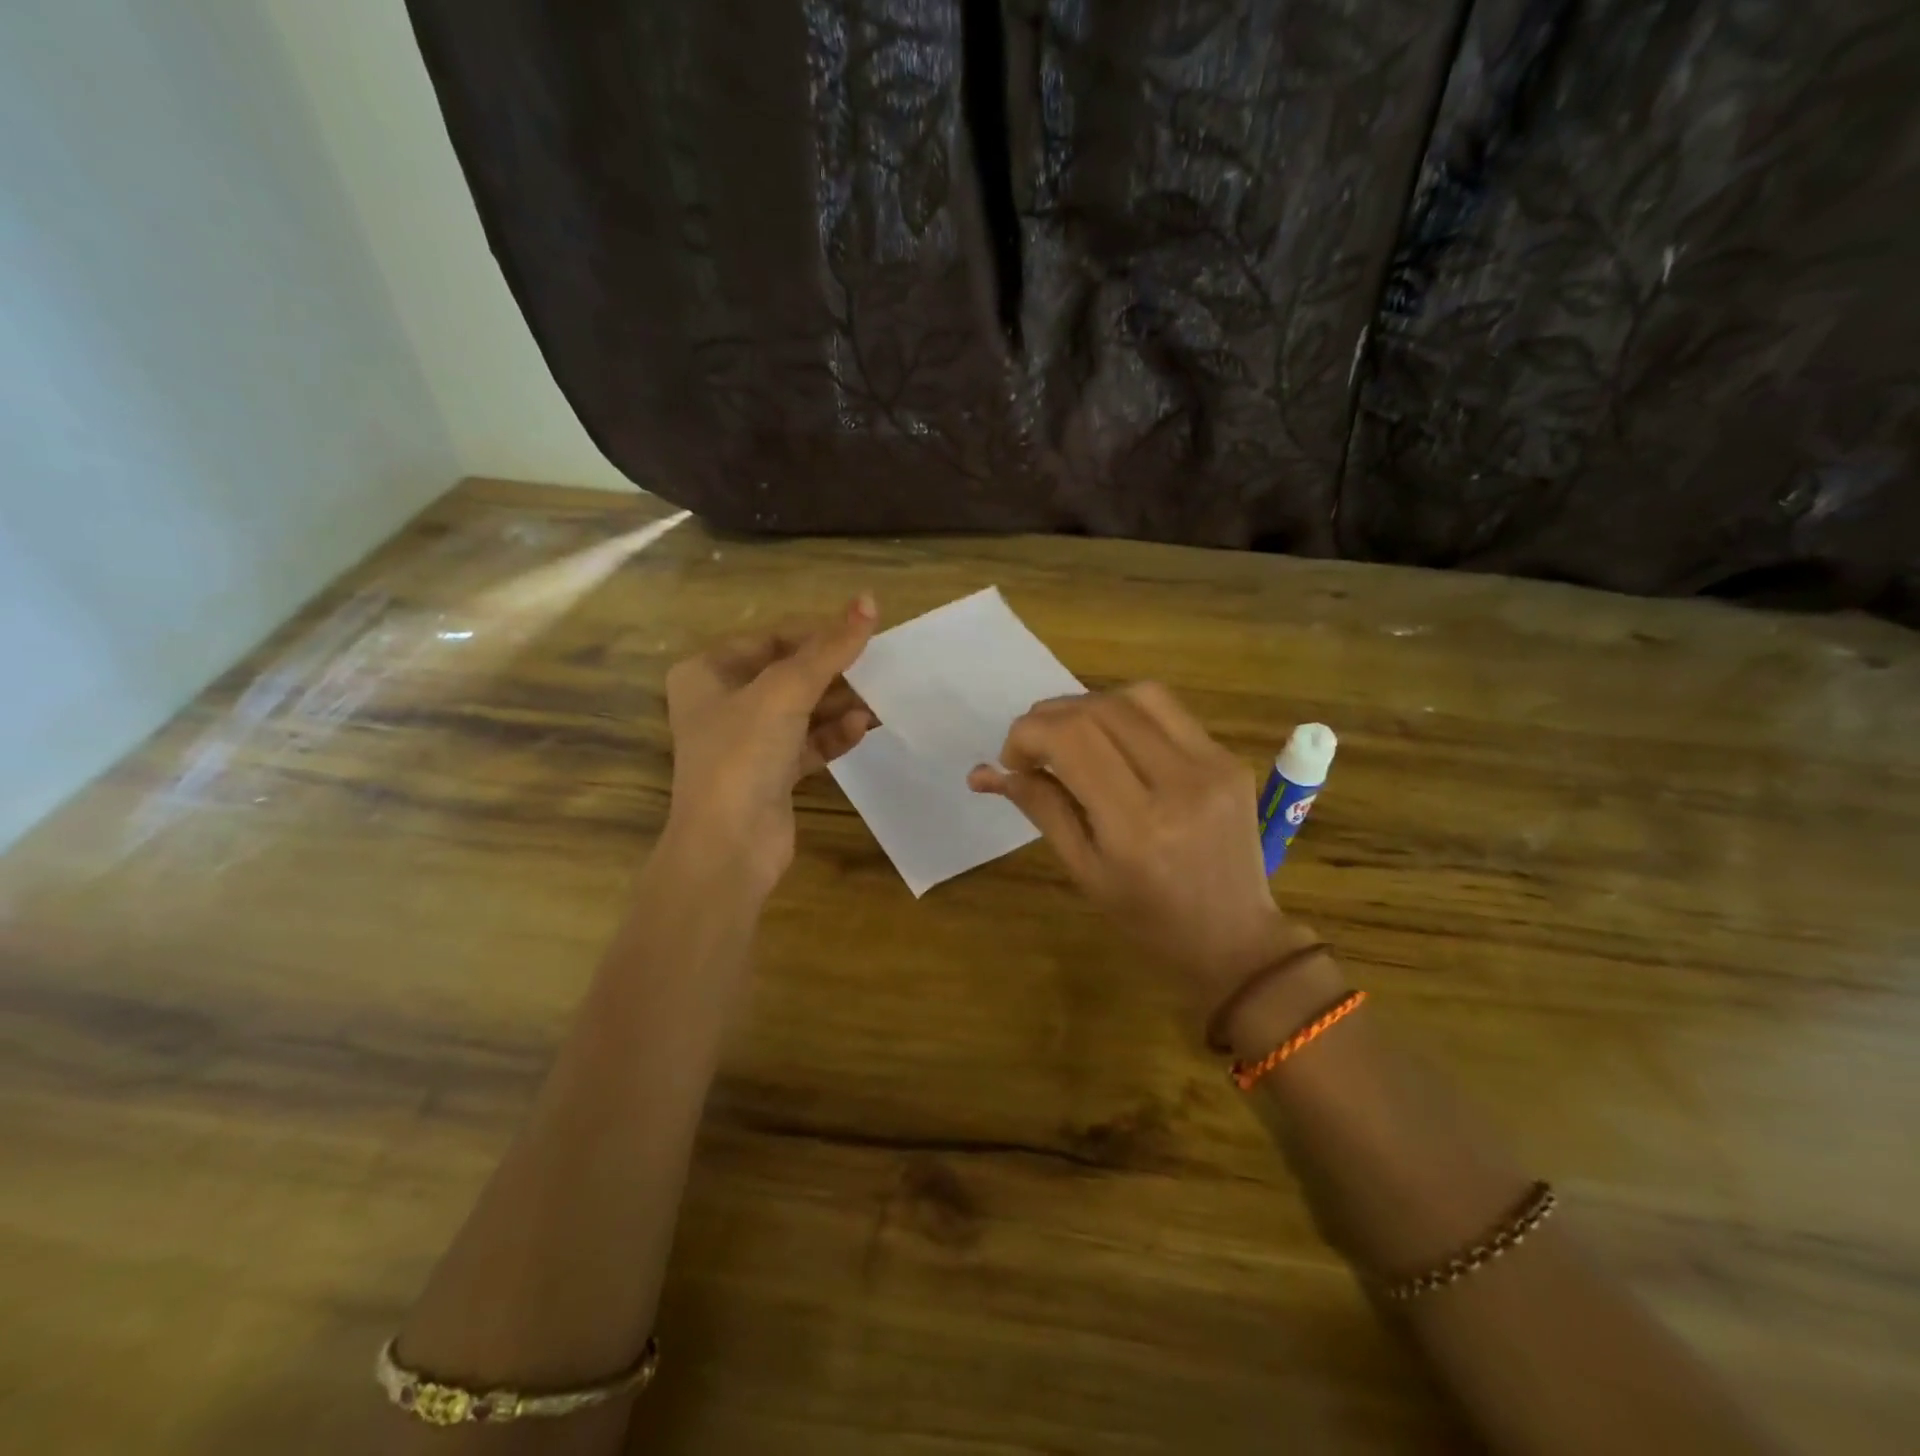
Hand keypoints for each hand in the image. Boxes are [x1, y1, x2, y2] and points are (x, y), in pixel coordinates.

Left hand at [663, 595, 878, 893]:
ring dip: (839, 704)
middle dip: (833, 672)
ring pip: (802, 710)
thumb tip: (869, 600)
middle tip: (878, 666)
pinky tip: (861, 728)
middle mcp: (723, 703)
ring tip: (879, 699)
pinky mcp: (771, 773)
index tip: (862, 632)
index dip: (816, 633)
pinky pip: (808, 742)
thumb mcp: (785, 692)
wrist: (728, 847)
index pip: (771, 639)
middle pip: (789, 674)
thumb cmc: (742, 754)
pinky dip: (833, 734)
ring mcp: (747, 741)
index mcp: (708, 673)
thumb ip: (829, 648)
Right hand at [968, 683, 1306, 1005]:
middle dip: (1050, 716)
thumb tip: (984, 772)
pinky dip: (1128, 713)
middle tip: (1033, 747)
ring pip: (1137, 695)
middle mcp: (1178, 783)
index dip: (1027, 734)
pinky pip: (1169, 711)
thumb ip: (1039, 808)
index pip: (1070, 739)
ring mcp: (1213, 765)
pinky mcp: (1230, 758)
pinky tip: (1116, 742)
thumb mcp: (1083, 871)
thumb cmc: (1148, 920)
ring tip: (1072, 738)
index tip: (1012, 761)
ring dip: (1090, 705)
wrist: (1234, 937)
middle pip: (1099, 708)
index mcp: (1136, 825)